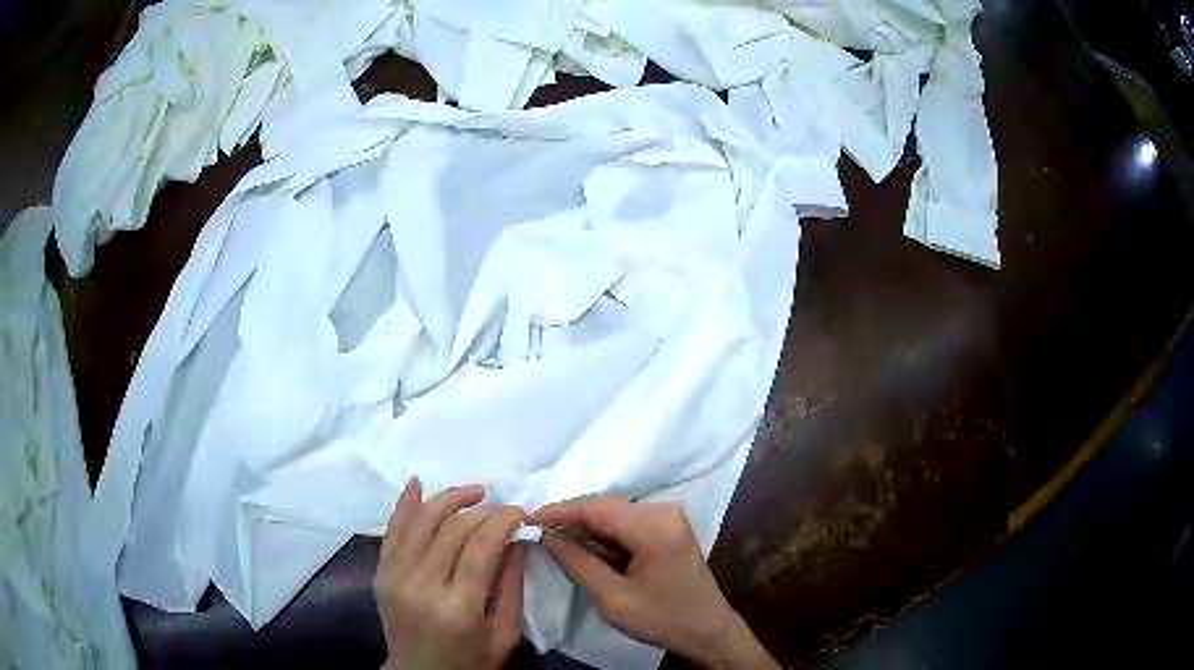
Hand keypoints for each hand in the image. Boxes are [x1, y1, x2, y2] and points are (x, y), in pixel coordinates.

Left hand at [373, 478, 525, 669]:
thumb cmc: (470, 661)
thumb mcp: (505, 634)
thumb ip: (512, 586)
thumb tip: (517, 540)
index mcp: (459, 608)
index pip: (480, 547)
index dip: (501, 521)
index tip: (519, 512)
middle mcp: (422, 586)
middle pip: (452, 530)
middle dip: (483, 510)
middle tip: (503, 508)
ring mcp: (396, 577)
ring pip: (421, 522)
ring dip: (448, 499)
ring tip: (474, 491)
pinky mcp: (381, 573)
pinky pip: (392, 530)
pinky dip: (404, 504)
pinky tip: (418, 483)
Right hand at [533, 496, 779, 669]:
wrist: (708, 631)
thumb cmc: (662, 618)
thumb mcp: (613, 598)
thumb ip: (577, 563)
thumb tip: (546, 536)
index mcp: (654, 526)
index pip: (596, 507)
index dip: (559, 511)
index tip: (527, 520)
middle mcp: (664, 512)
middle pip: (606, 506)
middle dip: (570, 518)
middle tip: (537, 532)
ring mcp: (669, 519)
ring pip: (615, 514)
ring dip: (585, 526)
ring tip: (553, 539)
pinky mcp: (669, 529)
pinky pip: (628, 523)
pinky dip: (603, 533)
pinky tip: (584, 545)